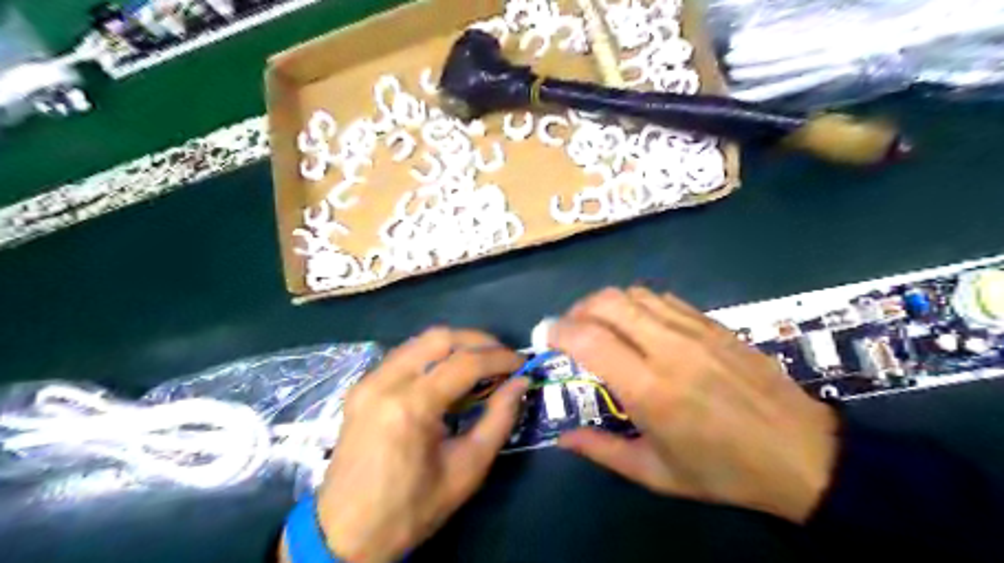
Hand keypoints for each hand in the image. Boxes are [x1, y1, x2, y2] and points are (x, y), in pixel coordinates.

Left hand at [318, 329, 528, 560]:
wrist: (346, 534)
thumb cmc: (412, 509)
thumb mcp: (467, 469)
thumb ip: (498, 420)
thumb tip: (521, 384)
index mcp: (410, 407)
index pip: (465, 363)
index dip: (499, 358)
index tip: (522, 363)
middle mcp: (385, 382)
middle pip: (440, 338)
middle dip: (478, 341)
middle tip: (502, 357)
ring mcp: (368, 382)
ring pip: (419, 341)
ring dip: (455, 345)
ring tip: (481, 362)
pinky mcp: (361, 387)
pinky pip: (403, 356)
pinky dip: (432, 356)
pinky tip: (447, 374)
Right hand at [549, 289, 841, 522]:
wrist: (801, 454)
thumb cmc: (724, 471)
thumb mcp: (656, 474)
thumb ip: (602, 451)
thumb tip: (562, 438)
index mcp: (650, 389)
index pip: (589, 339)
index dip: (558, 331)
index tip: (545, 337)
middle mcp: (668, 349)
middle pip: (607, 302)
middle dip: (577, 310)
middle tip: (569, 330)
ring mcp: (694, 330)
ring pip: (634, 294)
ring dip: (605, 304)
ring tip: (599, 325)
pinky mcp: (713, 324)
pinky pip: (663, 299)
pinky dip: (637, 304)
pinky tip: (638, 324)